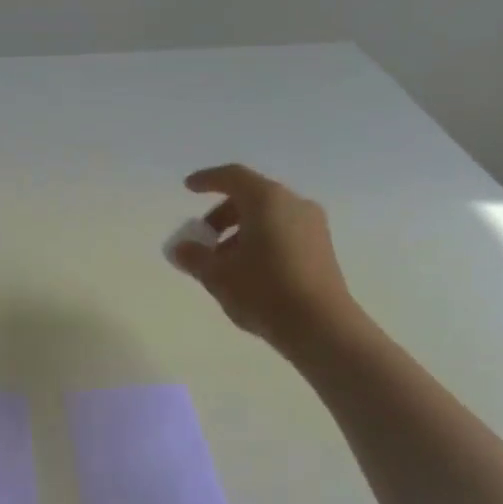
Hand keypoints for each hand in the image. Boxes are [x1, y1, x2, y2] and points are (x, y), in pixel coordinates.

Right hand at [172, 164, 363, 360]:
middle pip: (251, 197)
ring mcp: (313, 226)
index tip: (189, 187)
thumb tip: (181, 248)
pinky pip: (283, 233)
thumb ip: (195, 257)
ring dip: (240, 232)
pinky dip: (260, 242)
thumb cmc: (263, 290)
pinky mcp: (321, 249)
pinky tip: (247, 271)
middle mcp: (294, 204)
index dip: (208, 179)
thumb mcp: (218, 275)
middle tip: (202, 239)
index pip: (233, 177)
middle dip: (222, 215)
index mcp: (267, 200)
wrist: (320, 326)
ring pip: (268, 217)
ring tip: (222, 263)